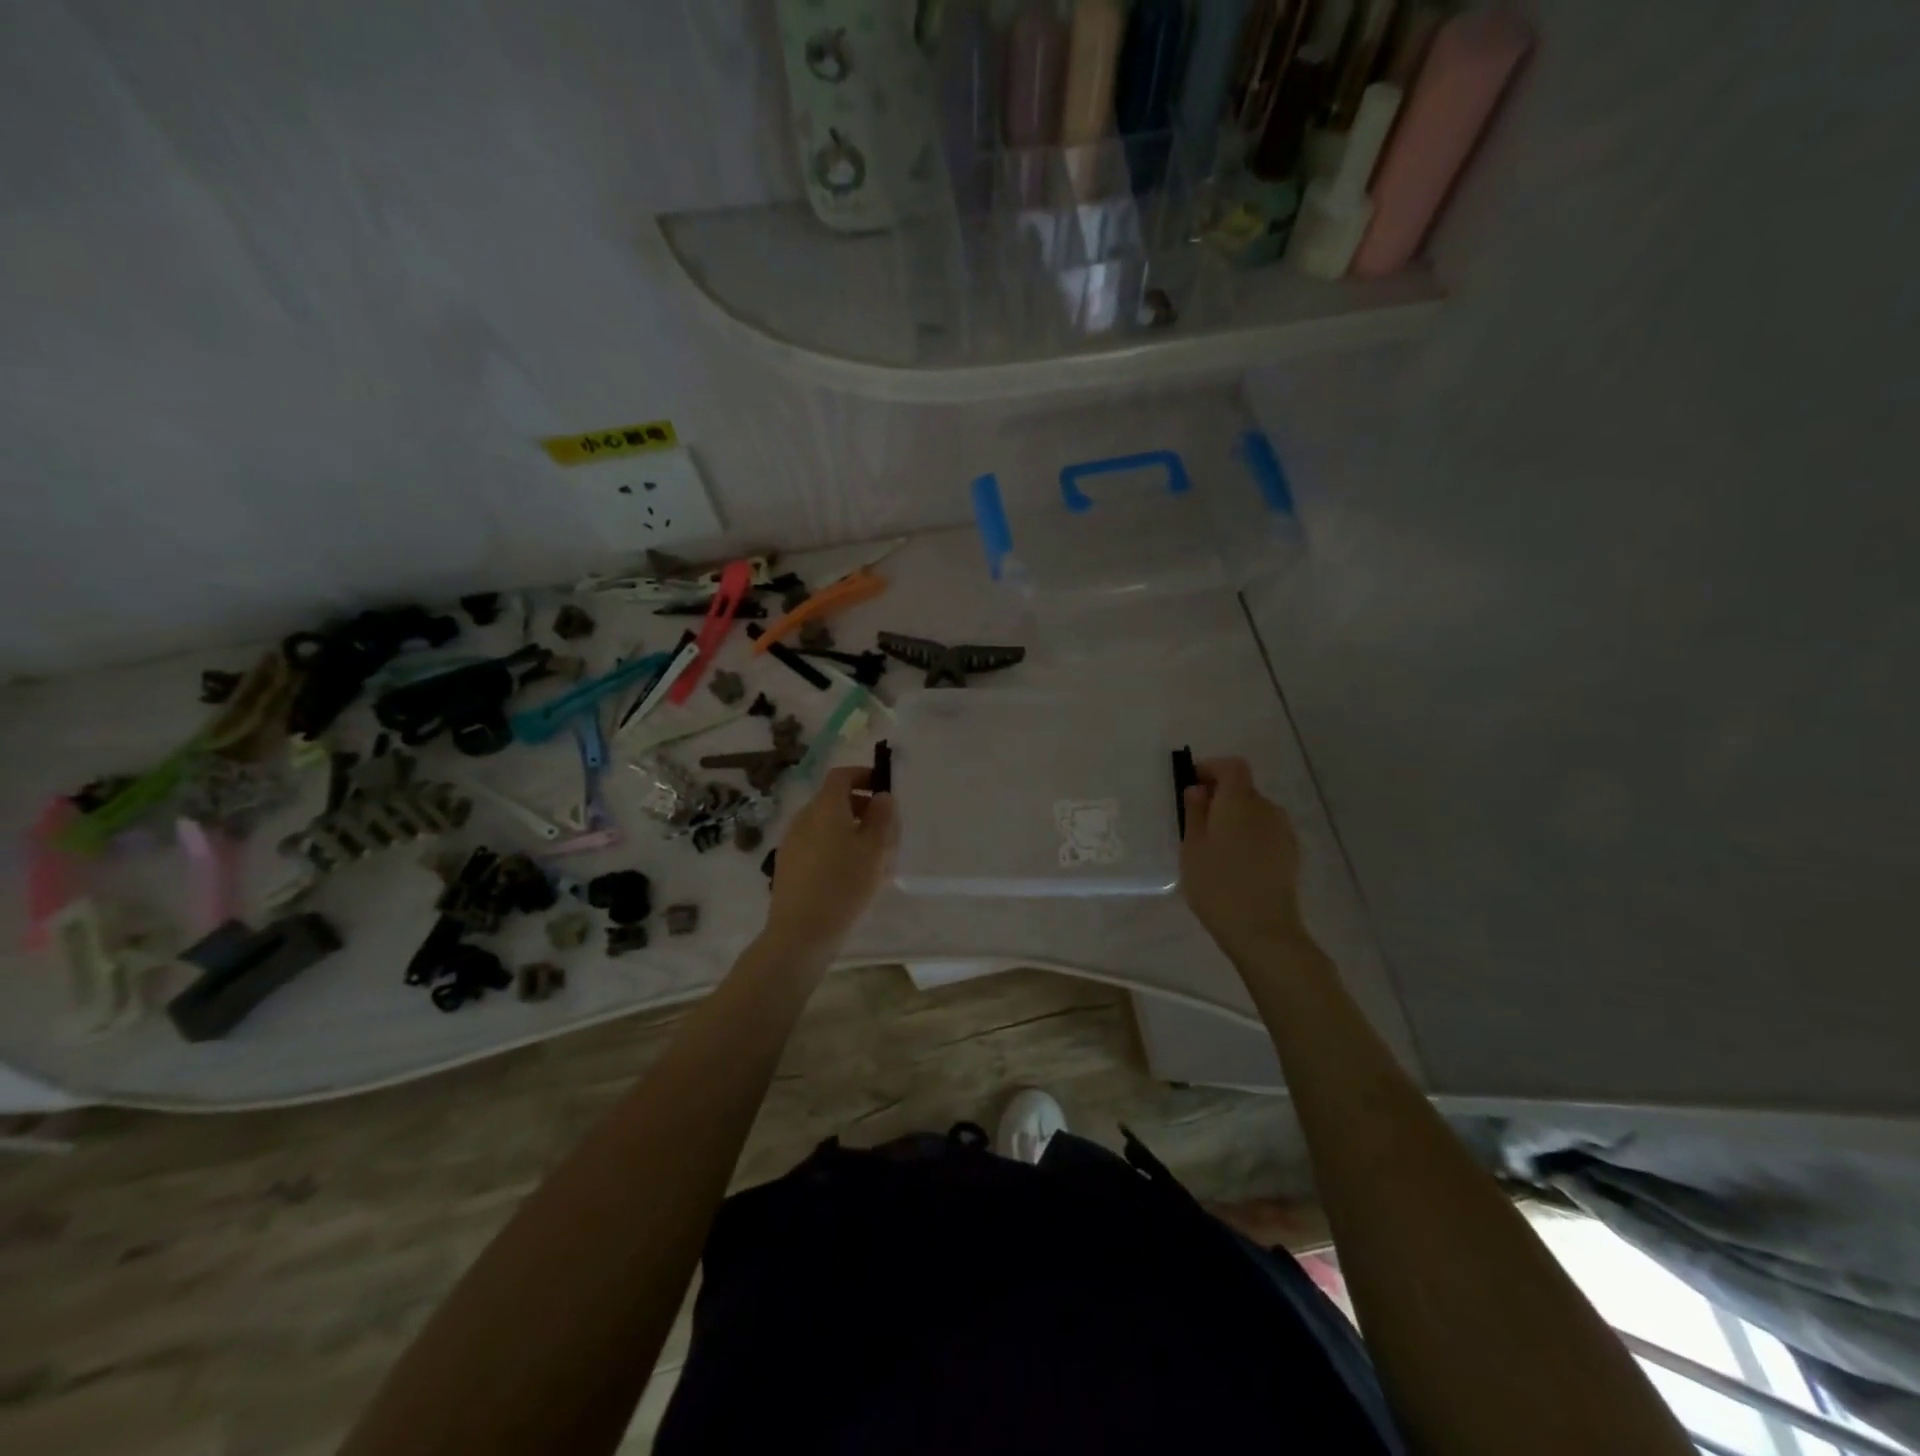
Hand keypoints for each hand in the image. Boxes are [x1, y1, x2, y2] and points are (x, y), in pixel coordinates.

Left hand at [762, 766, 896, 959]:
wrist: (800, 932)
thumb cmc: (845, 885)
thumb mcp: (876, 849)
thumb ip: (883, 817)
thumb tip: (881, 796)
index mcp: (825, 807)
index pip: (841, 775)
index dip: (863, 776)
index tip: (883, 791)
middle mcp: (804, 817)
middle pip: (832, 799)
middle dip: (859, 806)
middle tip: (883, 829)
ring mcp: (791, 841)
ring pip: (824, 823)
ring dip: (847, 829)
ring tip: (870, 856)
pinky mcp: (787, 864)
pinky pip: (815, 843)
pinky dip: (833, 846)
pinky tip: (848, 874)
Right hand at [1180, 757, 1305, 962]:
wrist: (1264, 930)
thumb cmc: (1218, 885)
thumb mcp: (1192, 847)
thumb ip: (1195, 812)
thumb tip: (1199, 789)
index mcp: (1239, 802)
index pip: (1232, 766)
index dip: (1211, 768)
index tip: (1191, 785)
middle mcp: (1266, 809)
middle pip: (1243, 789)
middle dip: (1220, 797)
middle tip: (1196, 821)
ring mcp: (1283, 832)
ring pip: (1255, 811)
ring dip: (1235, 818)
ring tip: (1215, 846)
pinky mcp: (1291, 854)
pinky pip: (1265, 831)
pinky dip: (1249, 835)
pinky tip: (1235, 863)